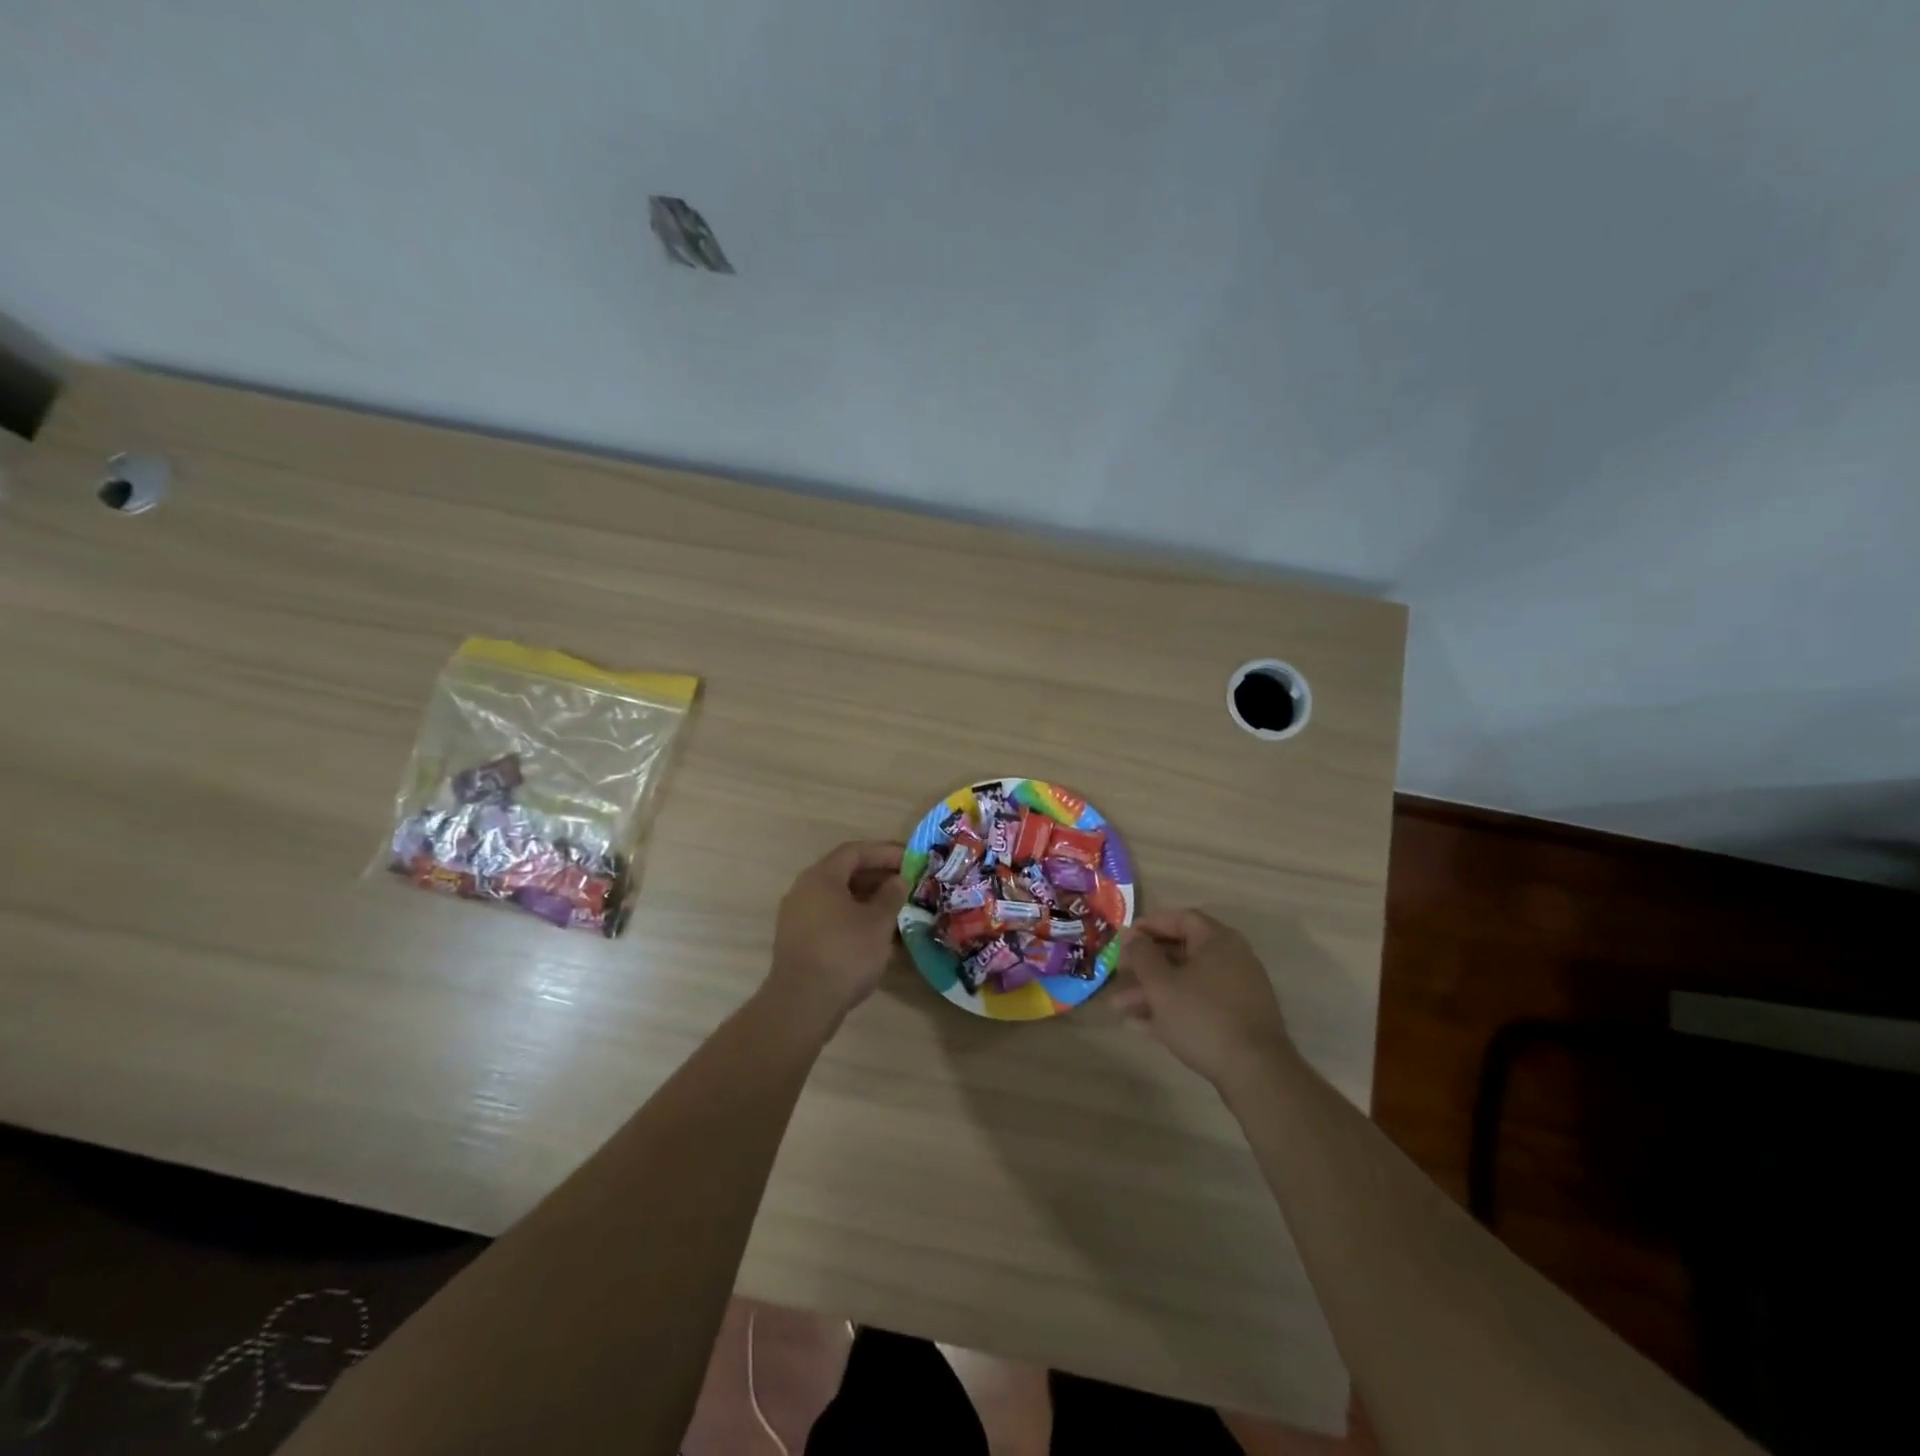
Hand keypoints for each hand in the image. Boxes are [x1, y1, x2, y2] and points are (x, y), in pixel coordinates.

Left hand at [764, 840, 906, 1032]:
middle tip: (906, 884)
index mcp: (821, 877)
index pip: (855, 851)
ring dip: (867, 899)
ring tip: (896, 909)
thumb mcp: (878, 922)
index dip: (885, 852)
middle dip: (877, 876)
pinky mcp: (797, 940)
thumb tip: (898, 880)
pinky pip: (830, 917)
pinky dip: (853, 917)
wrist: (802, 1004)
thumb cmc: (845, 953)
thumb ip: (891, 895)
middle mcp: (804, 890)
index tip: (911, 859)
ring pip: (837, 897)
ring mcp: (797, 916)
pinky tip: (875, 934)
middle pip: (844, 872)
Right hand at [1110, 909, 1294, 1088]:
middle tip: (1119, 974)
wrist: (1255, 1072)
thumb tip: (1133, 937)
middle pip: (1181, 952)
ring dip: (1153, 991)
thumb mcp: (1161, 984)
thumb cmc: (1202, 1016)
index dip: (1150, 925)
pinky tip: (1143, 1027)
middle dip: (1146, 966)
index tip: (1125, 939)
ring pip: (1187, 982)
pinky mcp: (1238, 1020)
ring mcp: (1238, 991)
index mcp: (1217, 941)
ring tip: (1120, 1008)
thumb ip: (1142, 955)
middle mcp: (1232, 959)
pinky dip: (1173, 1009)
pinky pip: (1199, 1004)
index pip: (1181, 918)